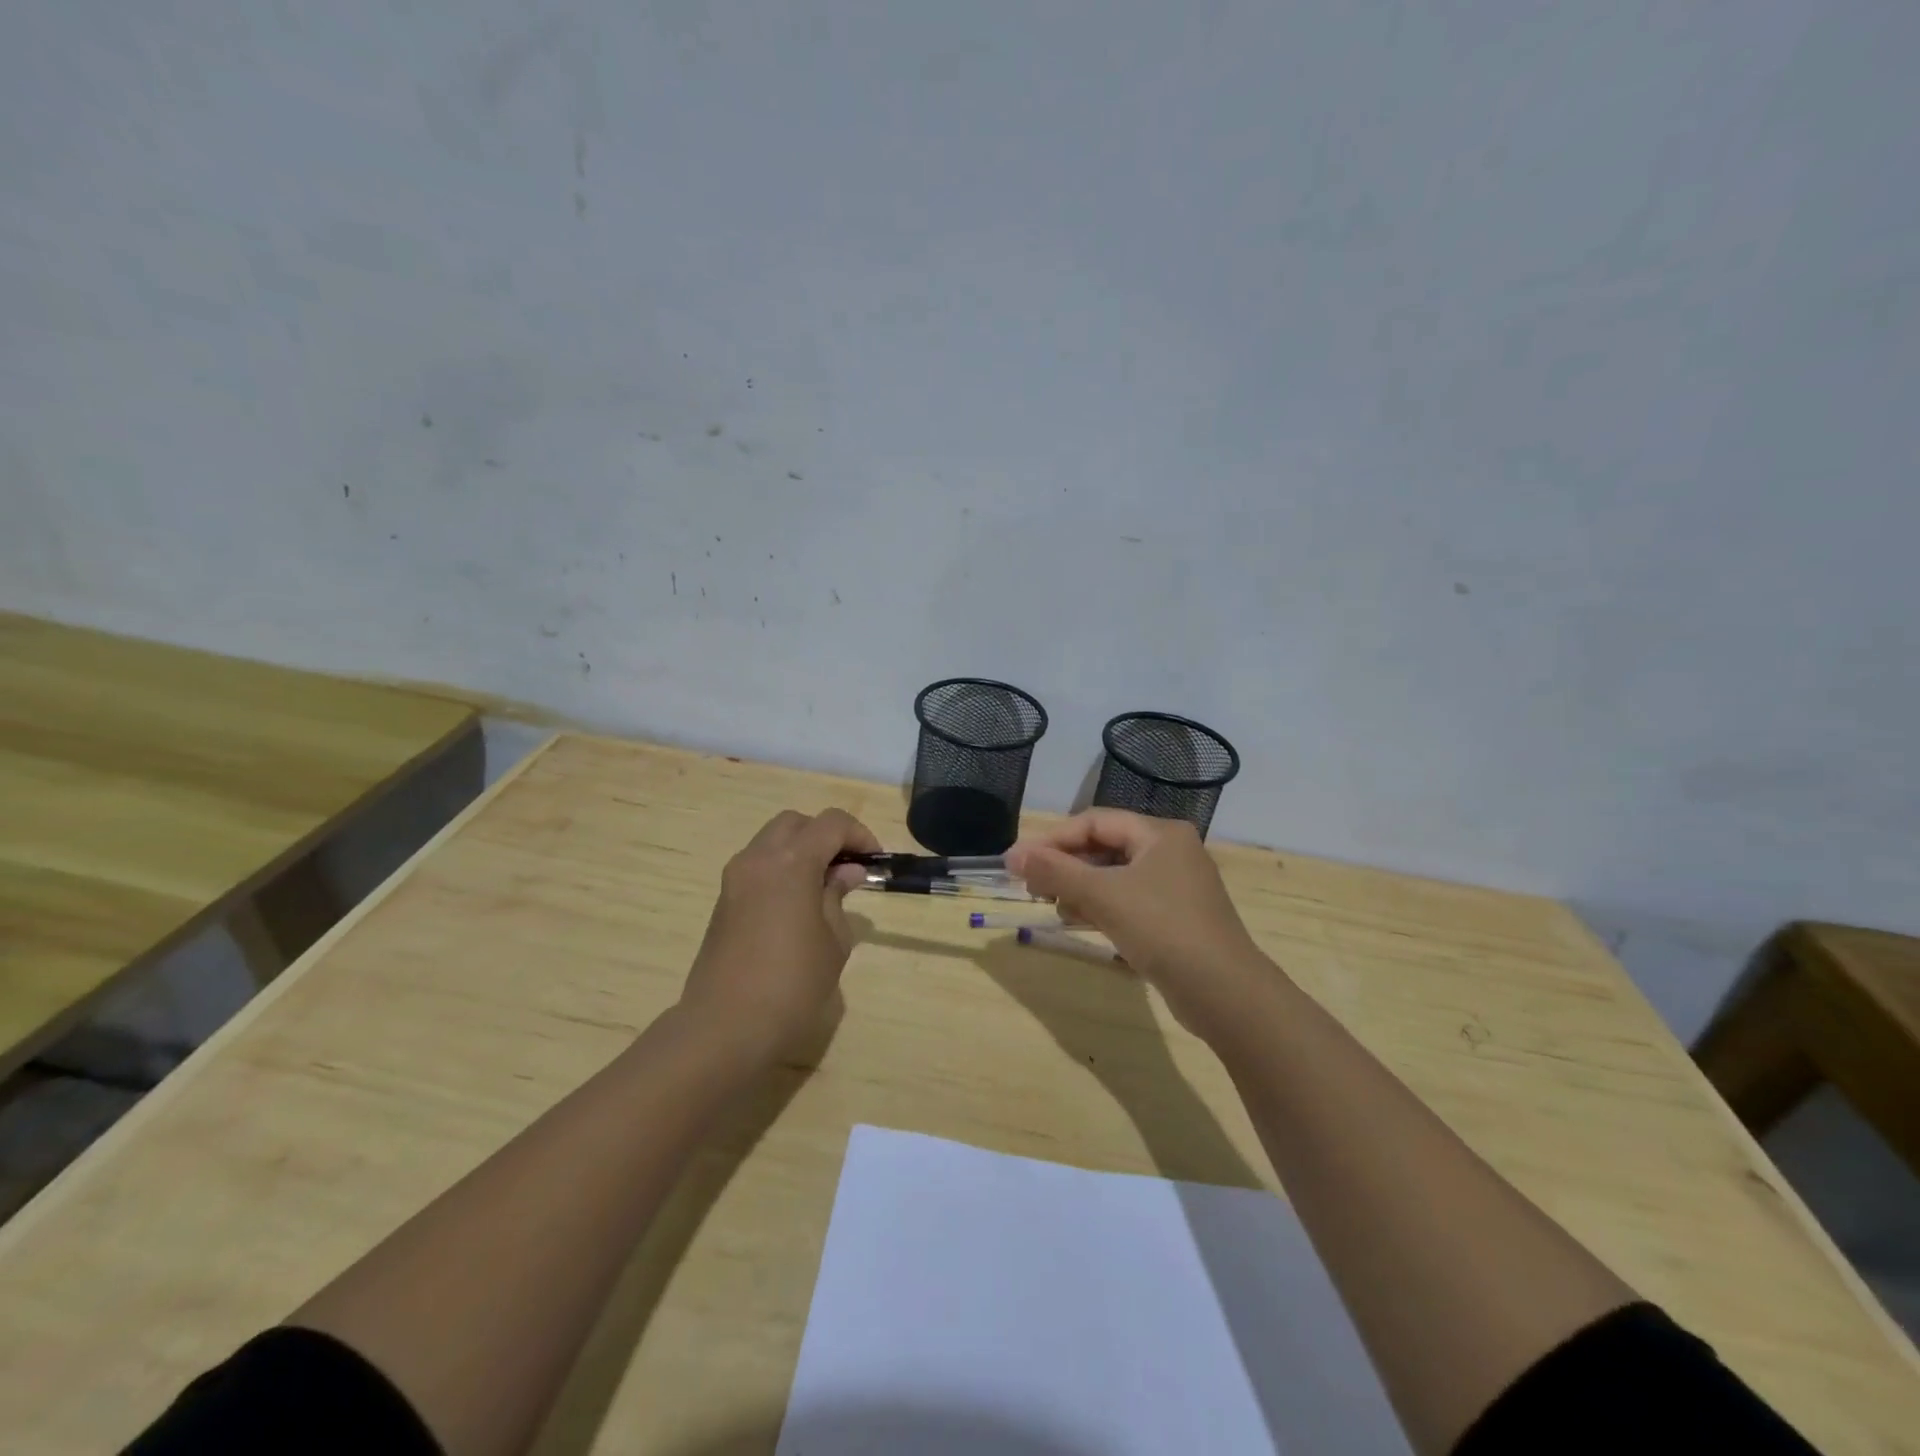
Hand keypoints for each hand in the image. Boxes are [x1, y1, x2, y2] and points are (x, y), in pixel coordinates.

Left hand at [679, 808, 880, 1063]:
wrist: (725, 1028)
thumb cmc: (792, 984)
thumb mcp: (833, 941)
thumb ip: (838, 897)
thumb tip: (845, 873)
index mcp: (791, 862)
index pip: (831, 823)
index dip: (859, 834)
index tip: (873, 861)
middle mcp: (758, 859)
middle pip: (796, 823)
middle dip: (825, 835)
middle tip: (848, 868)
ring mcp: (735, 879)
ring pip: (771, 841)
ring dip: (800, 851)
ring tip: (824, 887)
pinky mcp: (723, 901)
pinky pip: (757, 867)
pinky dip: (781, 869)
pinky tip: (797, 905)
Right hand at [1005, 809, 1274, 1038]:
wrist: (1224, 993)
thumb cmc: (1162, 929)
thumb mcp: (1103, 895)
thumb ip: (1055, 871)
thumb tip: (1012, 855)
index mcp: (1160, 834)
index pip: (1094, 822)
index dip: (1053, 839)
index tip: (1018, 862)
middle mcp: (1171, 852)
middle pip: (1105, 847)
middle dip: (1065, 865)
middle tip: (1031, 886)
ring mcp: (1176, 886)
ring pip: (1115, 876)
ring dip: (1080, 888)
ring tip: (1051, 905)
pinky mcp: (1176, 918)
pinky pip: (1128, 901)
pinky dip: (1101, 907)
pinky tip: (1080, 922)